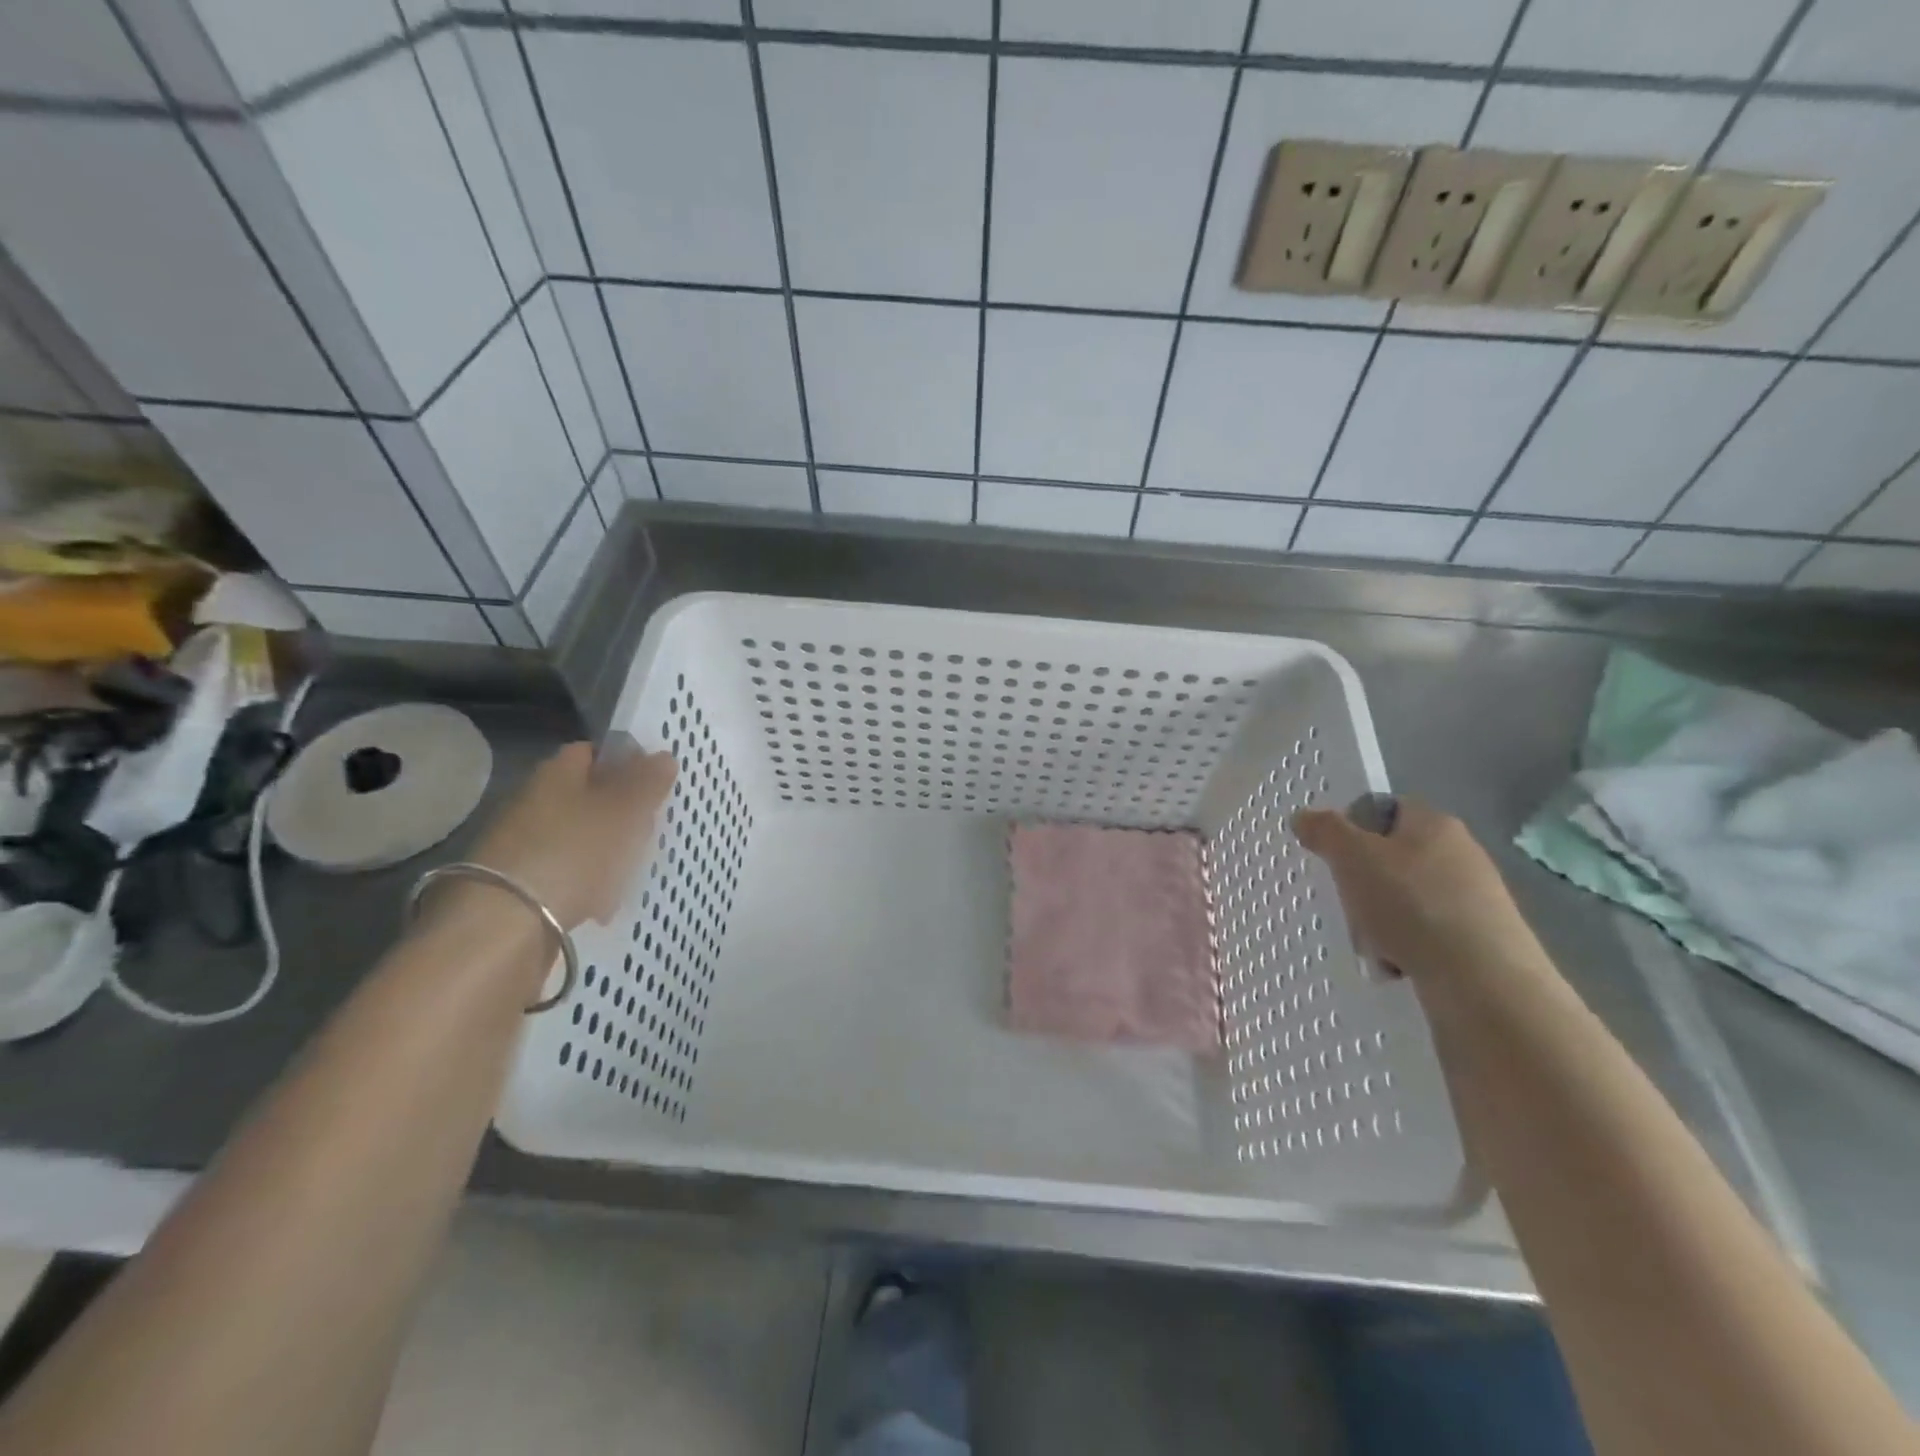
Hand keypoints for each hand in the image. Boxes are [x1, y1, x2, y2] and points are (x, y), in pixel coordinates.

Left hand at [466, 742, 676, 928]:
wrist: (503, 927)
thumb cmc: (572, 853)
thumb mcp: (622, 812)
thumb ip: (646, 783)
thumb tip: (664, 756)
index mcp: (556, 773)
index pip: (592, 752)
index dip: (625, 762)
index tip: (654, 783)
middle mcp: (535, 802)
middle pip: (591, 797)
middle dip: (624, 814)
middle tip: (648, 832)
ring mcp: (527, 844)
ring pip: (584, 837)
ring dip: (612, 852)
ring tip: (630, 872)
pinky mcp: (523, 884)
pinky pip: (570, 873)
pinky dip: (591, 884)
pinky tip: (605, 903)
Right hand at [1292, 798, 1546, 984]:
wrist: (1484, 982)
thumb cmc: (1412, 905)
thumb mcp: (1353, 858)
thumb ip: (1325, 831)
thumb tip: (1304, 816)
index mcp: (1434, 823)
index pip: (1385, 809)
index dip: (1353, 828)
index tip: (1334, 857)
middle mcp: (1460, 853)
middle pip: (1390, 858)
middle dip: (1362, 883)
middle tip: (1349, 905)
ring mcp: (1474, 897)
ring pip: (1404, 899)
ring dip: (1380, 920)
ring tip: (1373, 945)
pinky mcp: (1482, 939)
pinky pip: (1426, 933)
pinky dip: (1405, 947)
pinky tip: (1397, 966)